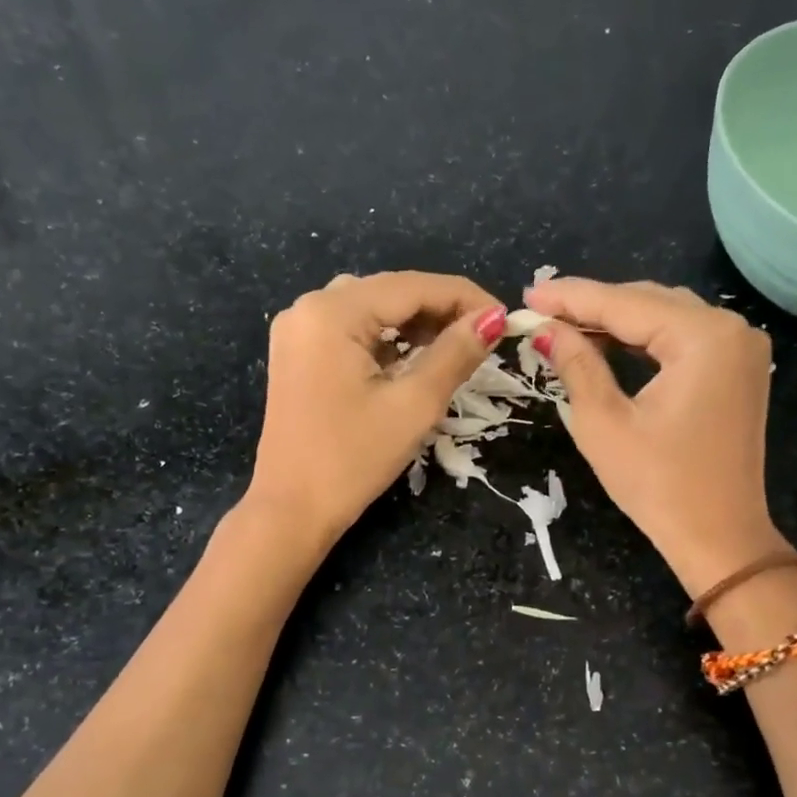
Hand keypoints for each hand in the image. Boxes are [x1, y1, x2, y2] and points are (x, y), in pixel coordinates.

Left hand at [249, 271, 505, 545]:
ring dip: (414, 323)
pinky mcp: (297, 355)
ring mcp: (298, 331)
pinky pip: (351, 331)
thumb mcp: (413, 406)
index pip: (411, 286)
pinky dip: (386, 339)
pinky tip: (413, 357)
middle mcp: (308, 308)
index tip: (505, 318)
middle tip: (485, 335)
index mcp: (331, 313)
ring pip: (370, 309)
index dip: (464, 297)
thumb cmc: (353, 460)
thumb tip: (493, 319)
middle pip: (389, 292)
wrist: (291, 510)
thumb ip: (455, 354)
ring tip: (455, 346)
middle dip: (440, 309)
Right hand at [526, 278, 782, 594]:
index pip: (624, 304)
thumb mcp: (604, 423)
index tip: (527, 294)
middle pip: (648, 303)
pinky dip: (643, 341)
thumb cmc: (658, 486)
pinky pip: (682, 340)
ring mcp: (740, 349)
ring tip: (564, 326)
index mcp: (703, 337)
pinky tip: (607, 345)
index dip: (571, 298)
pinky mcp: (738, 370)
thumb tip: (546, 329)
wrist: (719, 539)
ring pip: (666, 318)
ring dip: (616, 322)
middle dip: (593, 307)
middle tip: (540, 312)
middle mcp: (731, 329)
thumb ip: (577, 365)